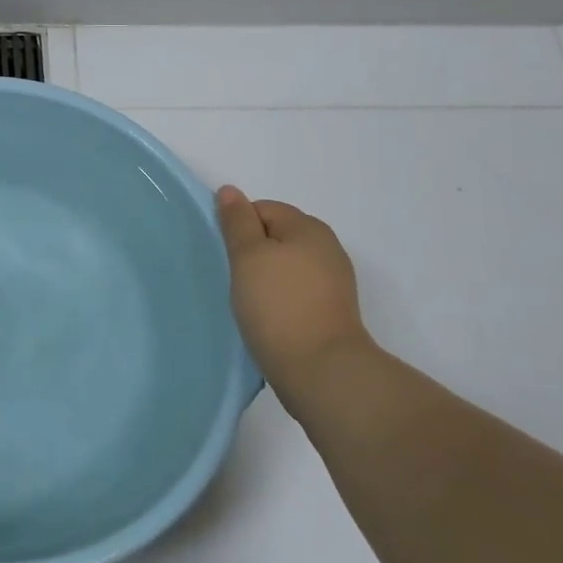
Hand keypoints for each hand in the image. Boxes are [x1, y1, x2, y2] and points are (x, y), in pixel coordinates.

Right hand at [216, 186, 372, 390]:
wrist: (322, 371)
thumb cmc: (278, 305)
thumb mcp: (248, 256)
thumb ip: (237, 221)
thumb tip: (230, 191)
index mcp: (309, 227)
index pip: (263, 209)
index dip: (240, 228)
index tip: (228, 256)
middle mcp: (327, 248)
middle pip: (277, 236)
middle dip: (253, 253)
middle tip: (235, 279)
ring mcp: (334, 282)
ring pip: (286, 266)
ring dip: (266, 278)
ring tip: (250, 302)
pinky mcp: (332, 312)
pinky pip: (297, 292)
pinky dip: (280, 299)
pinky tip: (268, 319)